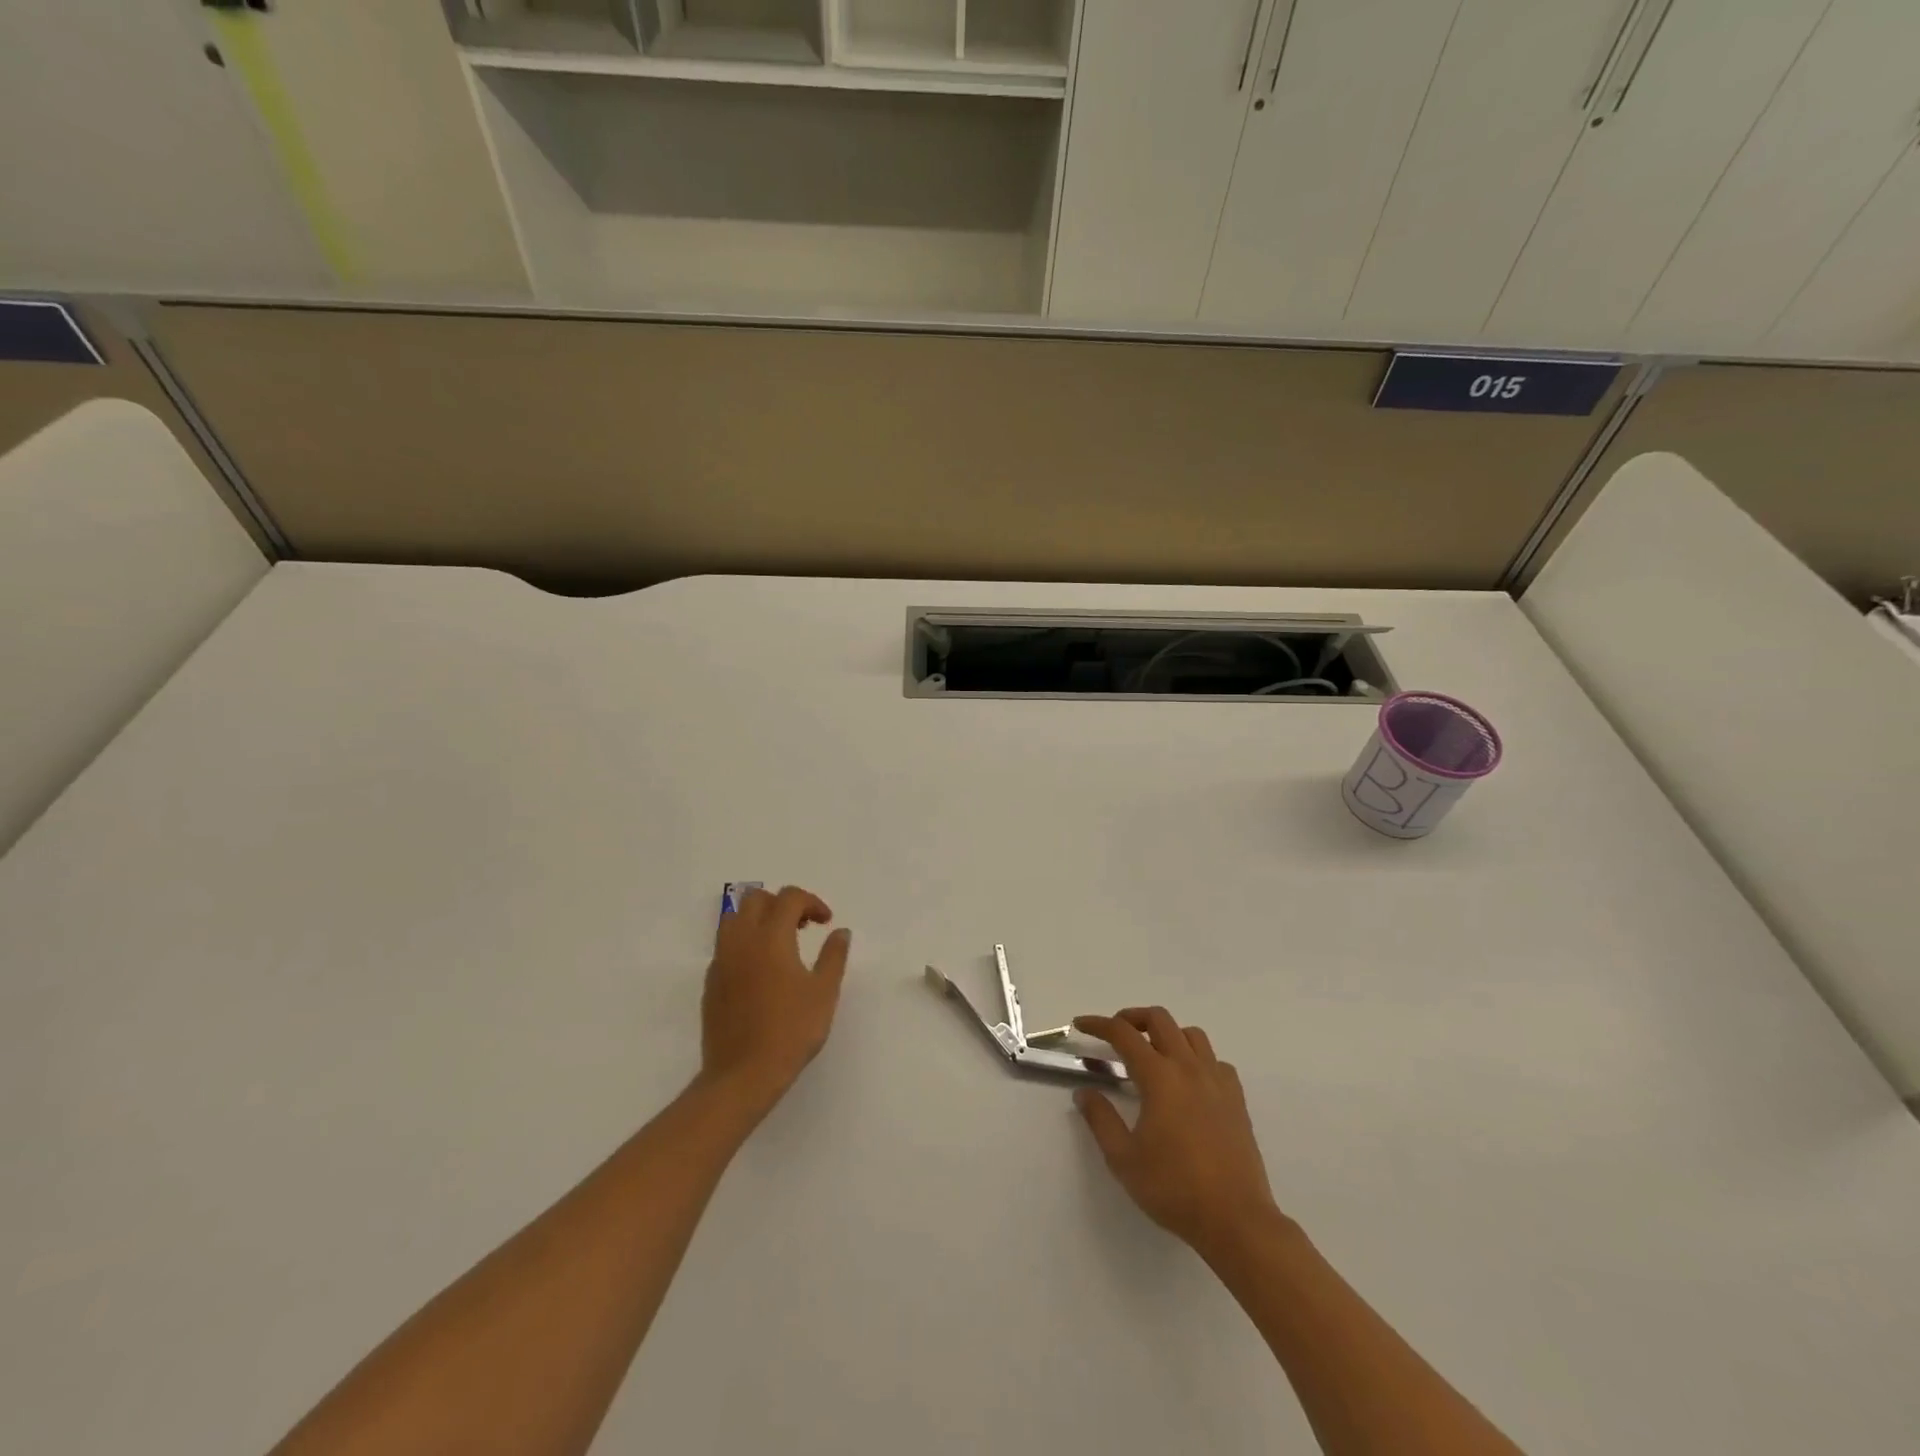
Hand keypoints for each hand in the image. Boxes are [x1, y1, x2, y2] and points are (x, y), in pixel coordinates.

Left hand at [700, 886, 851, 1116]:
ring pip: (734, 918)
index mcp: (771, 937)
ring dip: (758, 919)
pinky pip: (726, 946)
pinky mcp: (711, 982)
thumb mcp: (824, 993)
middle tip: (802, 926)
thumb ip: (833, 956)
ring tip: (780, 943)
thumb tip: (840, 932)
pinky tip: (762, 971)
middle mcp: (741, 941)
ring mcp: (721, 961)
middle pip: (755, 899)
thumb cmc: (791, 1031)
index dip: (811, 902)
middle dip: (782, 904)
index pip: (788, 897)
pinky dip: (744, 943)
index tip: (825, 922)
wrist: (743, 1075)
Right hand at [1072, 1008, 1281, 1255]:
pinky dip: (1197, 1058)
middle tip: (1116, 1035)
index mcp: (1159, 1077)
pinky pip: (1215, 1061)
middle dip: (1132, 1018)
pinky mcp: (1236, 1099)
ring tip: (1152, 1054)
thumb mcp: (1123, 1158)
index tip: (1081, 1024)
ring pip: (1191, 1034)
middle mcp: (1188, 1068)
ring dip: (1167, 1033)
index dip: (1098, 1024)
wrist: (1236, 1220)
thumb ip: (1101, 1119)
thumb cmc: (1174, 1188)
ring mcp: (1217, 1081)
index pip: (1123, 1034)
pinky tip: (1189, 1081)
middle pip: (1159, 1019)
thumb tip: (1085, 1092)